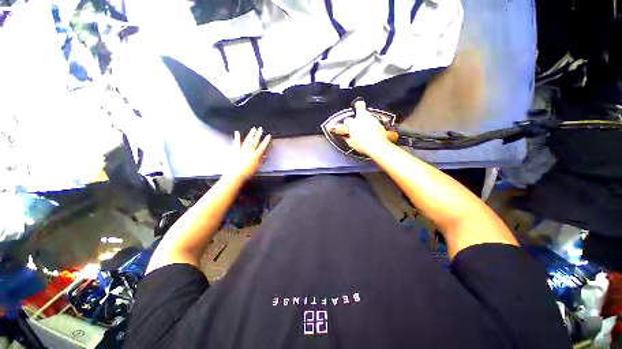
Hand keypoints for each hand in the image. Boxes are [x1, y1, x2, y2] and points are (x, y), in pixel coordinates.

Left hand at [227, 127, 270, 179]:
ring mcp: (242, 150)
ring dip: (250, 134)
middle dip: (258, 134)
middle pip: (255, 141)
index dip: (266, 140)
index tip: (268, 135)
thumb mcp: (257, 167)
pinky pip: (236, 143)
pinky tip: (237, 132)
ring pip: (247, 140)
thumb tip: (264, 155)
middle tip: (260, 128)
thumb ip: (260, 160)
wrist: (236, 174)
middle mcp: (249, 151)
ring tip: (253, 129)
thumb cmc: (247, 172)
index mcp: (255, 155)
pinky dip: (237, 137)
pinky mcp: (236, 150)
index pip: (262, 146)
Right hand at [330, 100, 392, 155]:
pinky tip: (371, 132)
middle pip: (360, 105)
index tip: (347, 127)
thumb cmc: (363, 145)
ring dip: (365, 118)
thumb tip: (345, 136)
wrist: (377, 147)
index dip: (346, 123)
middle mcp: (363, 118)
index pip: (347, 120)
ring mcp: (372, 119)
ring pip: (368, 114)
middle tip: (356, 109)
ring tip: (364, 127)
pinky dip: (371, 124)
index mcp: (353, 123)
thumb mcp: (351, 143)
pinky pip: (374, 121)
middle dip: (358, 106)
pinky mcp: (379, 123)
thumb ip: (347, 137)